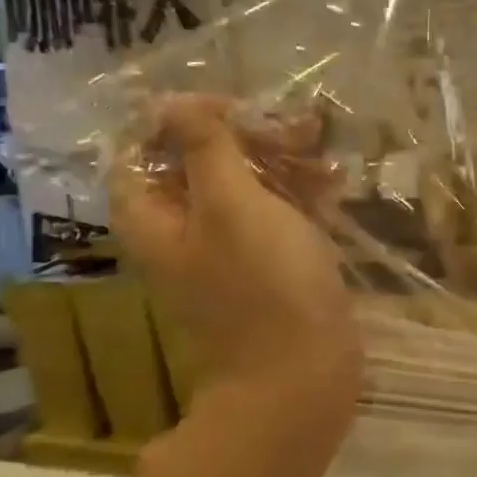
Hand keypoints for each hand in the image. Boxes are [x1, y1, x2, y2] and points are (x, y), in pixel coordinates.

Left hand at [112, 96, 360, 439]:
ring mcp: (226, 253)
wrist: (302, 374)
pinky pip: (273, 218)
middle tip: (296, 127)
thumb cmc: (265, 283)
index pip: (142, 148)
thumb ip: (203, 147)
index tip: (231, 109)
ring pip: (243, 189)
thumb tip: (172, 101)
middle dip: (246, 138)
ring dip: (280, 163)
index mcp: (153, 218)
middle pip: (199, 164)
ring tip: (323, 150)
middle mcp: (181, 232)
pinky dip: (297, 196)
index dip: (180, 120)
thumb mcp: (232, 203)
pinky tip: (333, 184)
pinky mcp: (265, 268)